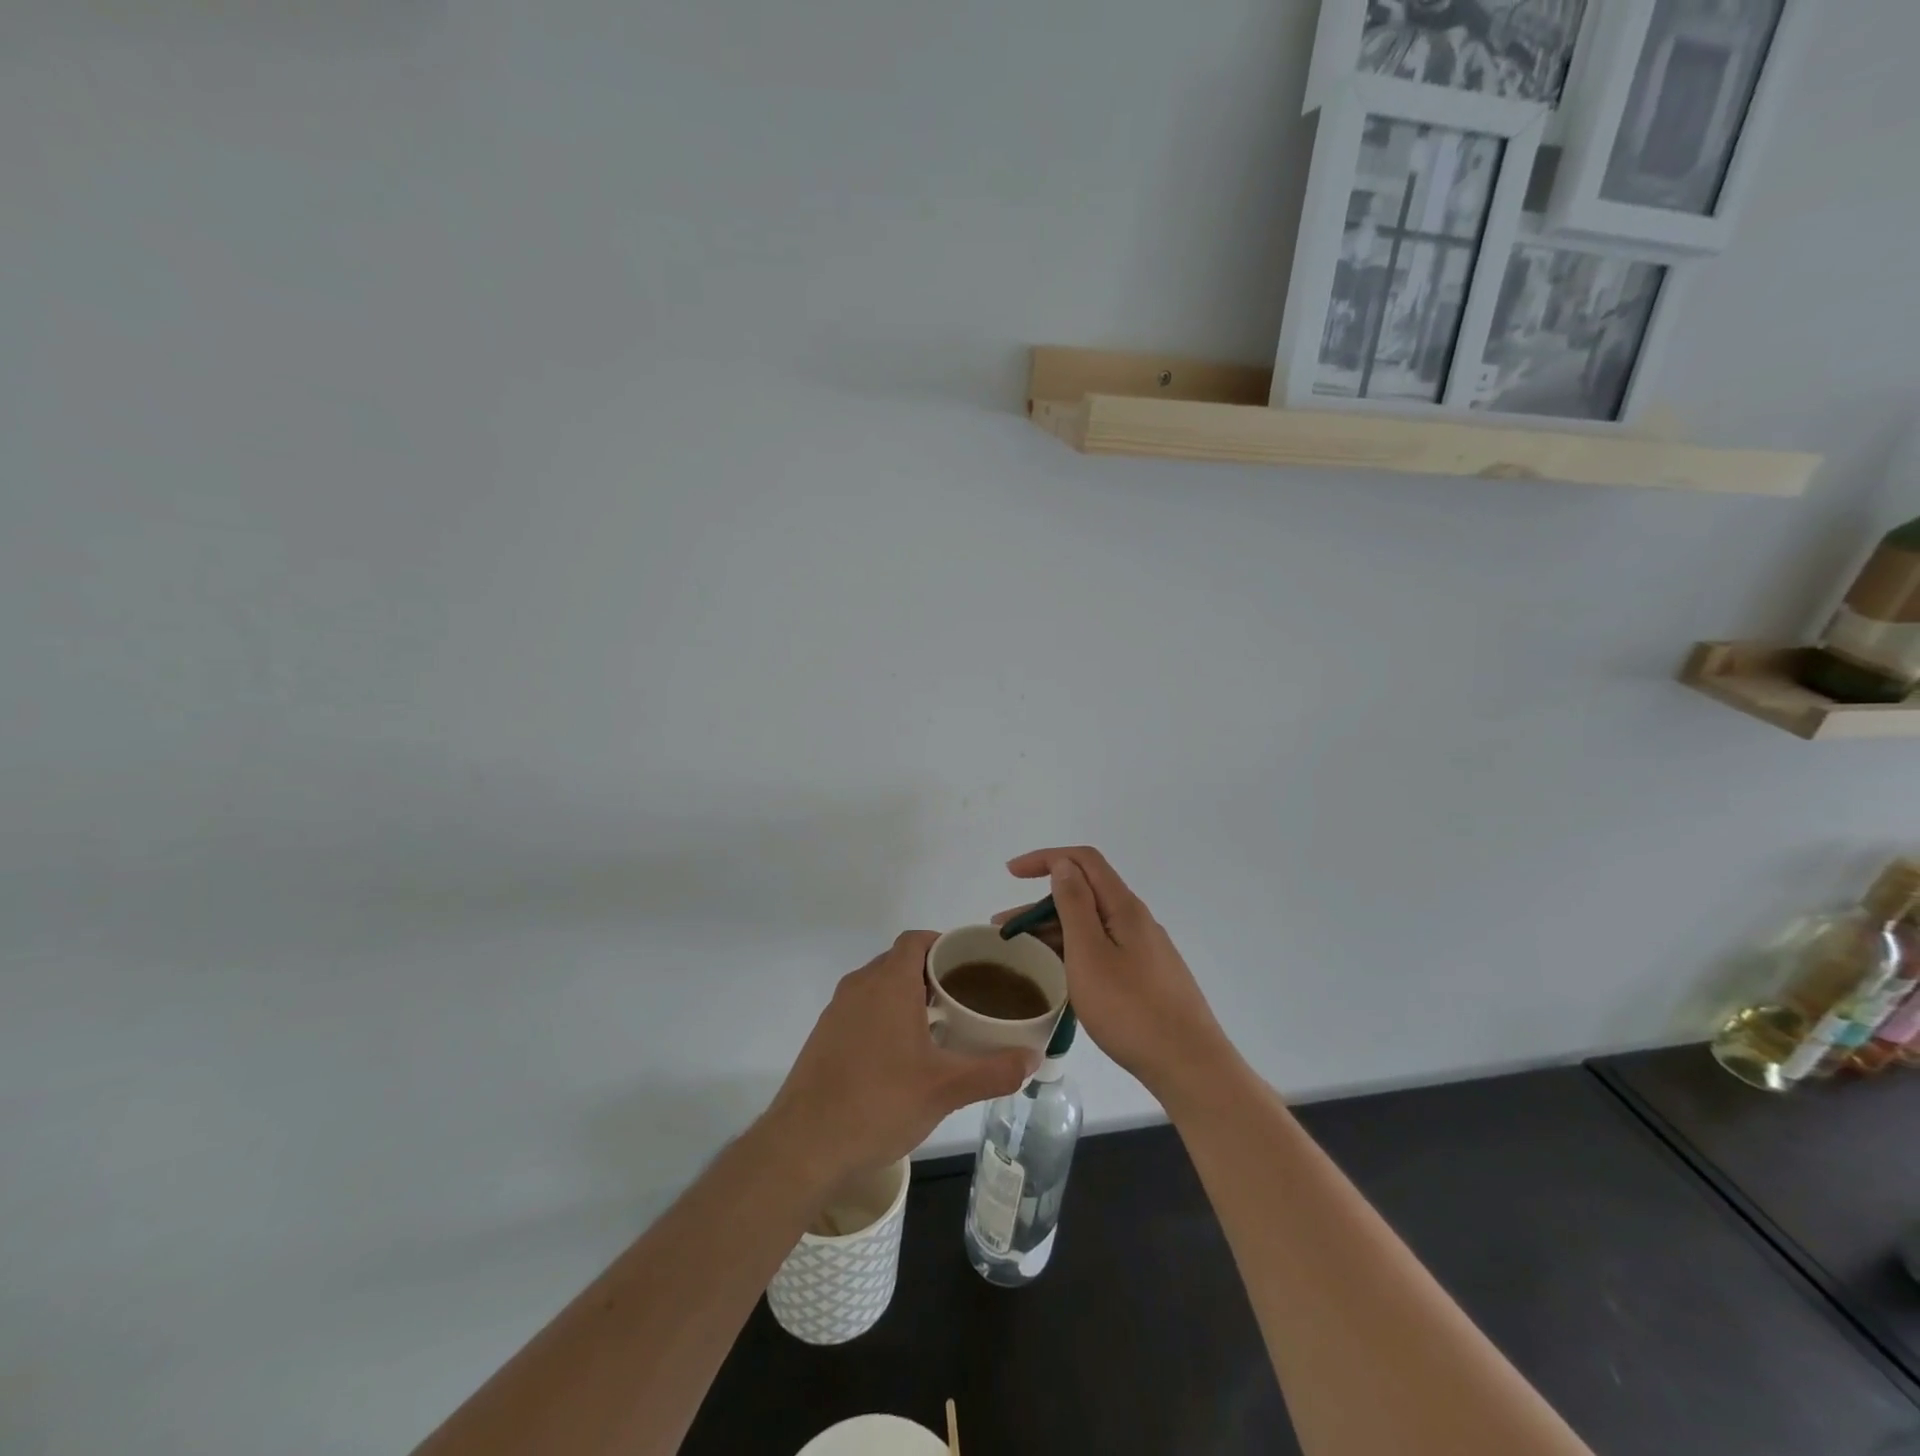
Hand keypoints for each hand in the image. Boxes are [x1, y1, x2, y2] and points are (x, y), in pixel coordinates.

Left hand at [760, 931, 1036, 1191]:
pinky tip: (903, 1056)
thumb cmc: (879, 1103)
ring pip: (879, 987)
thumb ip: (993, 1070)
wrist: (803, 1145)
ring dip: (908, 997)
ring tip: (941, 1026)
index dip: (944, 944)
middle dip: (932, 974)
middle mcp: (859, 986)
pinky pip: (862, 1010)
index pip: (917, 940)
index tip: (971, 964)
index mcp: (888, 983)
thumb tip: (1033, 1059)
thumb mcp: (945, 1089)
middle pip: (899, 961)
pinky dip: (886, 1017)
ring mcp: (837, 1011)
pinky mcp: (824, 1037)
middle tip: (965, 998)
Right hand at [996, 847, 1228, 1100]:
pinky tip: (1058, 974)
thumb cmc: (1131, 1009)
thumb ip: (1074, 905)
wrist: (1189, 1065)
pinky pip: (1102, 950)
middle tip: (1003, 927)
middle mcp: (1136, 921)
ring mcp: (1144, 950)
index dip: (1046, 858)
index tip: (1011, 874)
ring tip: (1021, 953)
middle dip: (1040, 903)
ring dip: (1054, 930)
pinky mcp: (1146, 977)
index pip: (1083, 861)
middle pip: (1085, 894)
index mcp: (1124, 908)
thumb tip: (1064, 865)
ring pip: (1092, 926)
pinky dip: (1073, 952)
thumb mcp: (1090, 954)